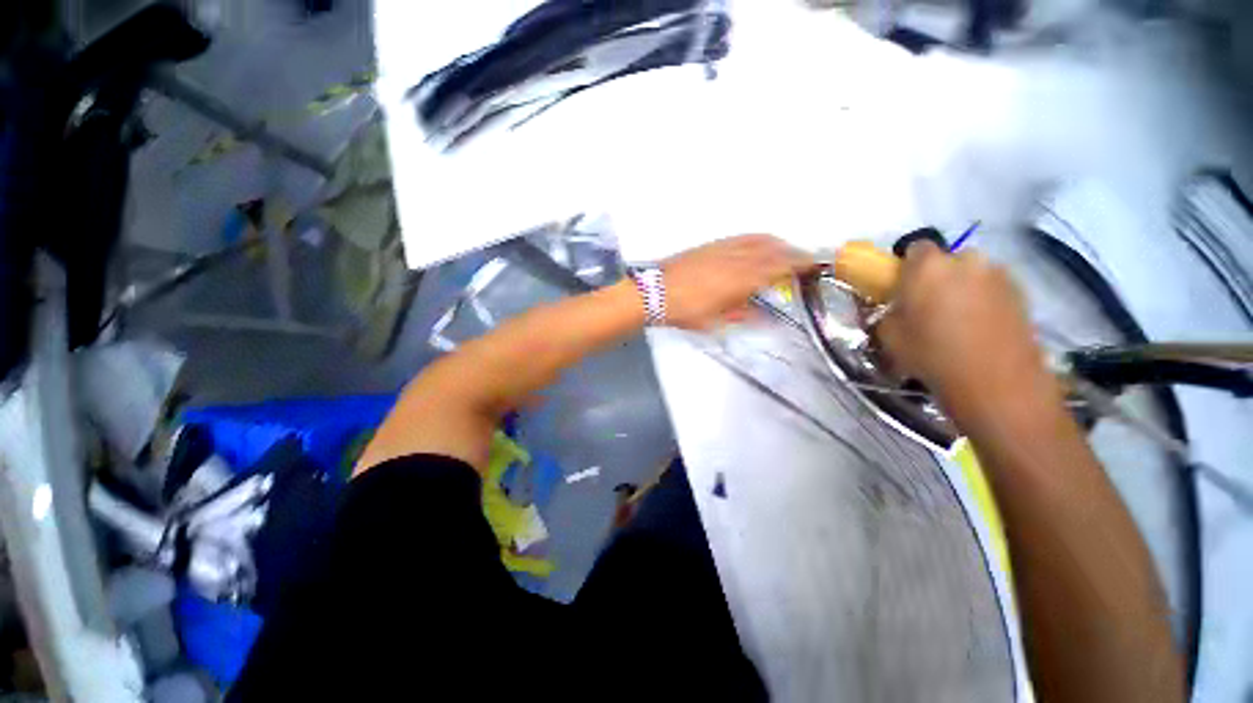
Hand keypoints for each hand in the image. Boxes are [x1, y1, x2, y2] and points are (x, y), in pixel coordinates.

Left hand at [660, 234, 813, 329]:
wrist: (655, 292)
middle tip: (803, 260)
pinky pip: (742, 238)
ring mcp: (723, 248)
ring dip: (777, 244)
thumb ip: (743, 315)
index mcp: (741, 279)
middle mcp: (737, 258)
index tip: (813, 266)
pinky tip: (757, 245)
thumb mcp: (716, 321)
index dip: (799, 264)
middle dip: (792, 253)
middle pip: (773, 250)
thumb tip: (764, 316)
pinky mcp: (711, 245)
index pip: (778, 267)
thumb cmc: (685, 311)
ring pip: (759, 240)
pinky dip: (757, 240)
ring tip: (785, 251)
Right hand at [876, 241, 1047, 409]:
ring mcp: (999, 274)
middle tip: (929, 306)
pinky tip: (980, 328)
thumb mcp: (889, 336)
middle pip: (947, 260)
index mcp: (928, 267)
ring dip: (963, 288)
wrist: (996, 382)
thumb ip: (888, 313)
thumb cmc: (932, 355)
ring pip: (973, 274)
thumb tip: (896, 307)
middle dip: (937, 277)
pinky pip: (993, 288)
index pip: (914, 247)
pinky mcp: (1022, 292)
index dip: (906, 266)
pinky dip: (985, 301)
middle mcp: (966, 260)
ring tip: (959, 321)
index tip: (902, 287)